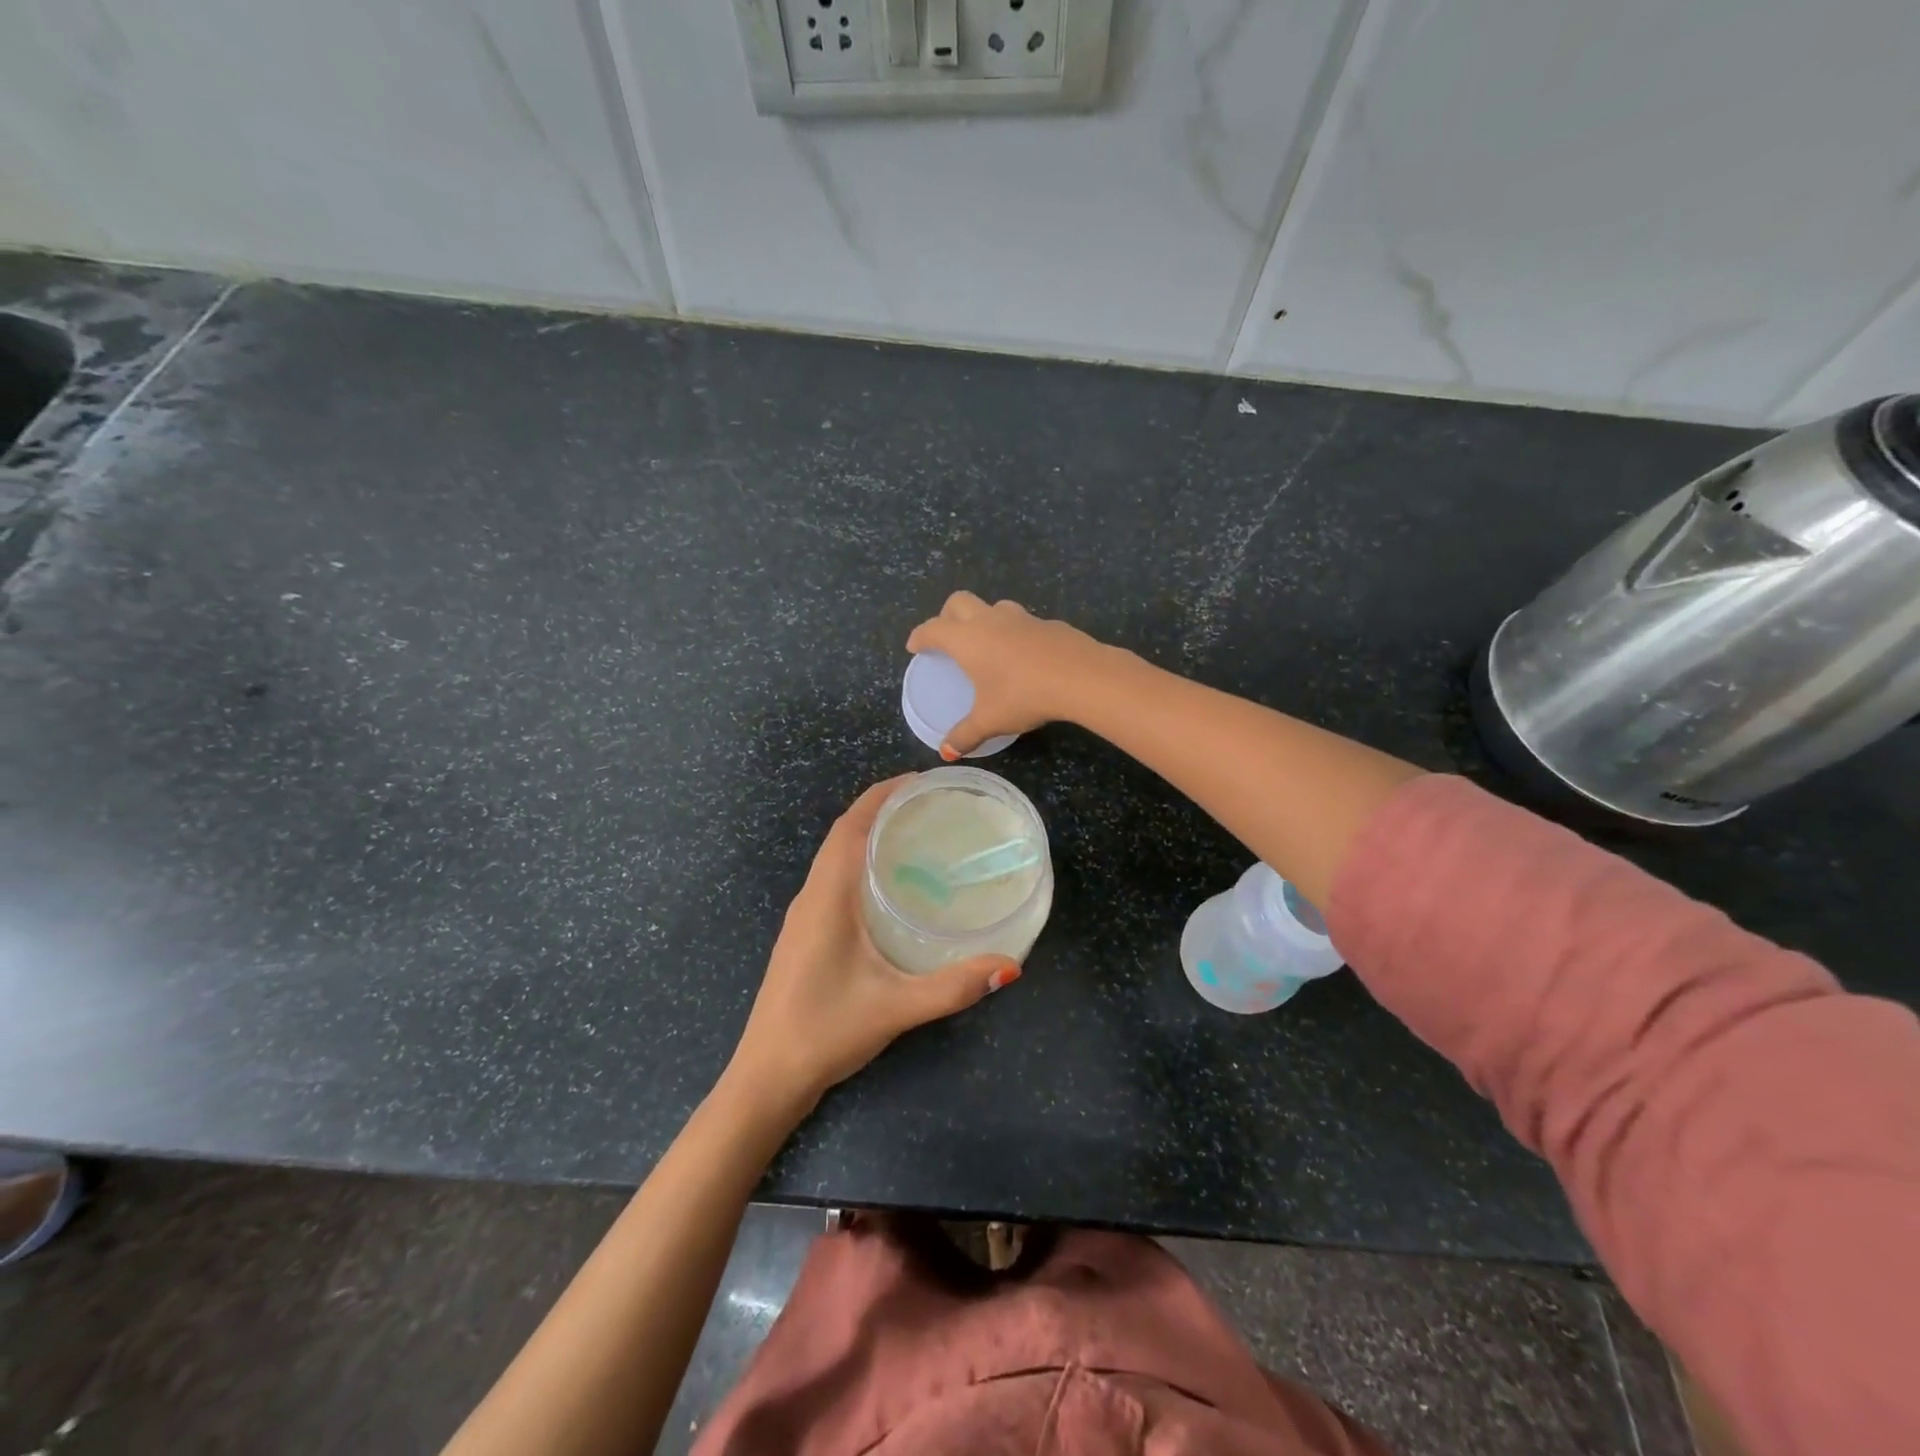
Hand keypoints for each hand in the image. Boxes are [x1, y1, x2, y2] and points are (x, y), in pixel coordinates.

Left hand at [727, 777, 1020, 1122]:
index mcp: (826, 897)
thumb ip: (952, 986)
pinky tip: (890, 885)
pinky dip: (859, 863)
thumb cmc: (824, 1032)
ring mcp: (803, 916)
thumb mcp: (895, 1008)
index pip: (850, 826)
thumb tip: (1010, 966)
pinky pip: (833, 879)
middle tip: (930, 804)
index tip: (920, 781)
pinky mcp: (805, 934)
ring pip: (835, 857)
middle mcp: (810, 896)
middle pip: (842, 834)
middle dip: (881, 809)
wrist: (766, 1076)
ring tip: (916, 834)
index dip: (881, 795)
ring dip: (868, 835)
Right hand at [906, 592, 1111, 756]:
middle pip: (958, 602)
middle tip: (947, 638)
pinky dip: (1015, 633)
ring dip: (984, 618)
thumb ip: (965, 734)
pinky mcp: (1048, 623)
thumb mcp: (990, 720)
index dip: (920, 636)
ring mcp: (1021, 617)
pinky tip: (1024, 656)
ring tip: (987, 643)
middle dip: (947, 616)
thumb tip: (946, 752)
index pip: (932, 629)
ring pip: (993, 606)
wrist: (1080, 676)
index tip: (915, 646)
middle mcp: (989, 620)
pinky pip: (1023, 622)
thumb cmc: (1023, 695)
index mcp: (967, 639)